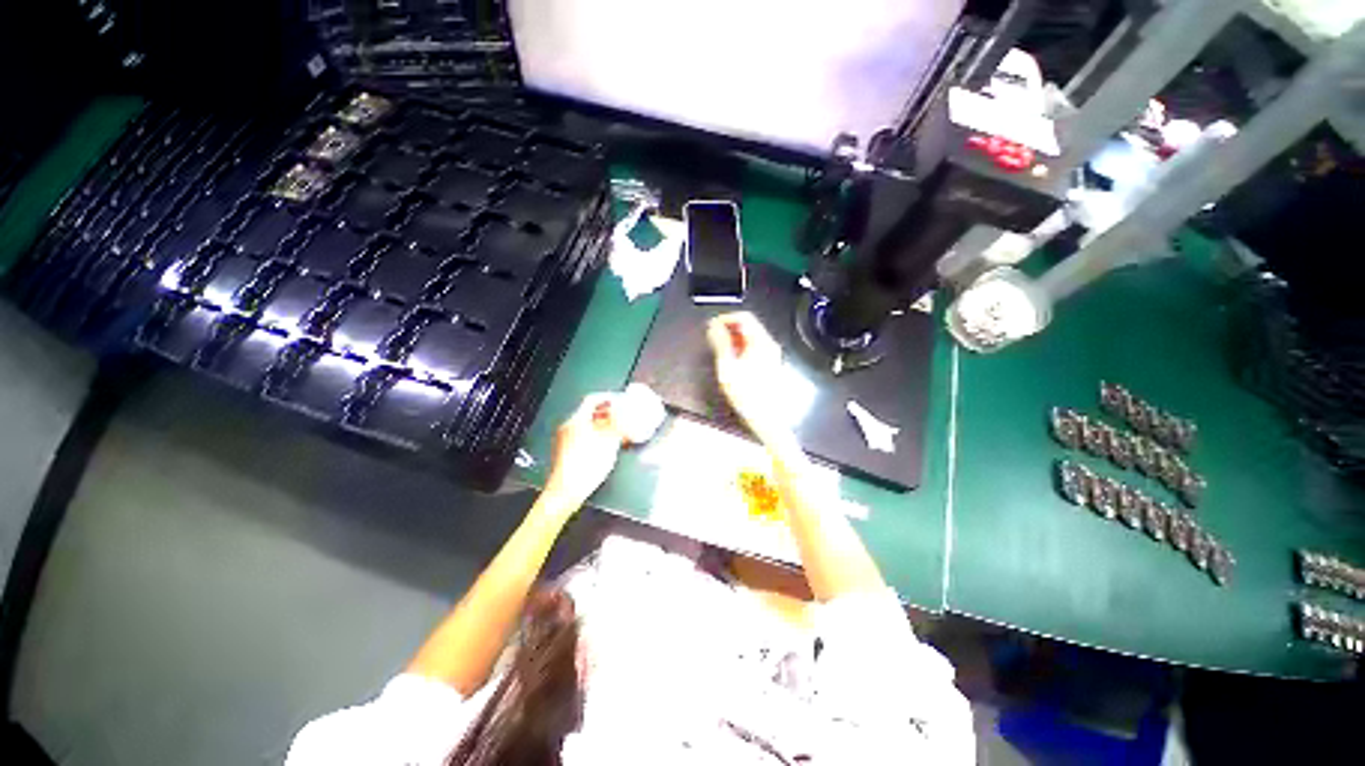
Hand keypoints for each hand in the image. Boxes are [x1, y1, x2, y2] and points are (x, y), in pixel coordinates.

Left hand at [542, 393, 623, 508]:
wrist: (567, 490)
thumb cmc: (587, 464)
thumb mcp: (609, 442)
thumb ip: (619, 426)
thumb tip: (627, 416)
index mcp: (577, 420)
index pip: (592, 399)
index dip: (608, 397)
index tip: (620, 400)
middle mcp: (568, 426)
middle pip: (589, 412)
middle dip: (607, 412)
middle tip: (622, 415)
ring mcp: (565, 439)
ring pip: (586, 425)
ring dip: (602, 424)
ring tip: (617, 430)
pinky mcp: (565, 452)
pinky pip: (582, 436)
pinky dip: (595, 435)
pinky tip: (606, 444)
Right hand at [706, 312, 789, 443]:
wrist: (765, 418)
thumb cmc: (746, 394)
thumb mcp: (728, 367)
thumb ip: (720, 343)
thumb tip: (713, 326)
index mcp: (761, 342)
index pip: (744, 317)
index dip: (725, 318)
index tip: (711, 326)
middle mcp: (769, 345)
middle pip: (749, 325)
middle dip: (728, 327)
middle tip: (712, 337)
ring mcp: (771, 354)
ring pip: (751, 336)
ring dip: (733, 337)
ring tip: (718, 347)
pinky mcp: (769, 364)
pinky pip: (754, 347)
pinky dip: (740, 347)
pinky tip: (730, 358)